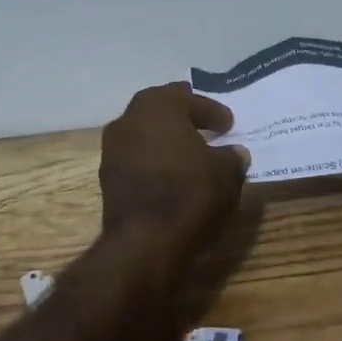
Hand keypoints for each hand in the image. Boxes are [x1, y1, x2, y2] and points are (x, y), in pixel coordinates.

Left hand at [99, 82, 250, 266]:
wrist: (145, 242)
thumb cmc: (190, 194)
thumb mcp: (226, 173)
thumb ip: (232, 156)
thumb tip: (234, 153)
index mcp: (159, 107)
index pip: (189, 98)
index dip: (212, 110)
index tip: (229, 125)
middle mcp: (129, 120)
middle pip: (160, 109)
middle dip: (184, 116)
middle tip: (206, 126)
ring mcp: (113, 149)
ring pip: (145, 133)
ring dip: (166, 139)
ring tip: (191, 154)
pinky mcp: (107, 177)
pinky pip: (137, 158)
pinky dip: (155, 161)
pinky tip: (172, 175)